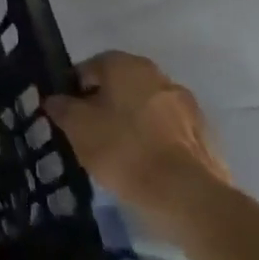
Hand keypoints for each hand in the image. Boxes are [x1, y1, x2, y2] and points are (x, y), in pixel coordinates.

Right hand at [46, 52, 230, 235]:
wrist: (185, 193)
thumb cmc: (122, 149)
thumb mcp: (76, 127)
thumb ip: (61, 107)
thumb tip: (55, 99)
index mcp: (127, 66)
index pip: (89, 67)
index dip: (72, 88)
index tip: (64, 113)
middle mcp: (159, 76)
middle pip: (120, 85)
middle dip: (102, 103)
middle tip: (86, 131)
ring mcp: (186, 104)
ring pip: (144, 107)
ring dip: (128, 120)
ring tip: (113, 150)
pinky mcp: (203, 133)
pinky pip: (165, 128)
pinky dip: (150, 138)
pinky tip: (140, 162)